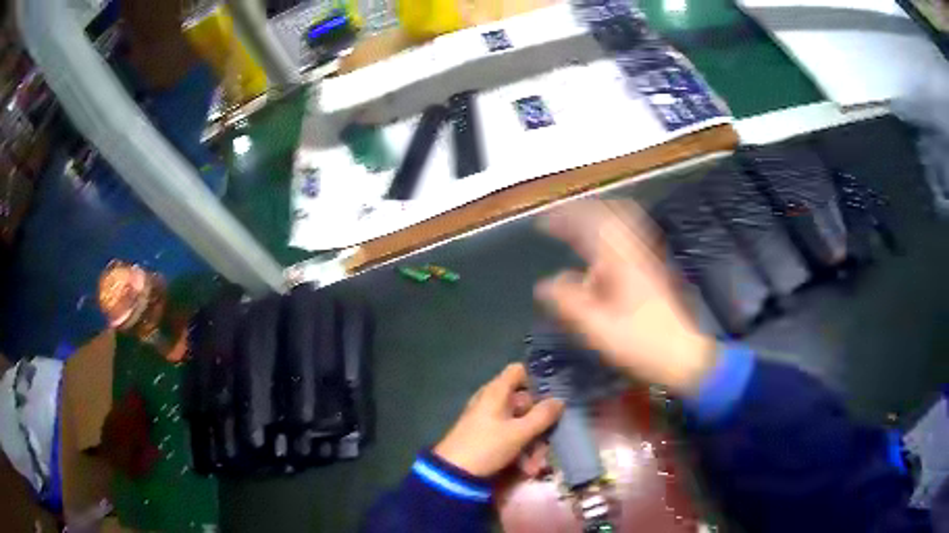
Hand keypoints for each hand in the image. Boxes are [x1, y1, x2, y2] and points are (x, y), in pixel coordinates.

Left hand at [434, 364, 564, 476]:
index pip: (519, 371)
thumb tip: (560, 400)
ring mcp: (487, 419)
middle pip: (523, 401)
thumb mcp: (519, 433)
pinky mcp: (485, 436)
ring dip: (531, 442)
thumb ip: (542, 416)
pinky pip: (509, 436)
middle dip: (539, 422)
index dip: (537, 379)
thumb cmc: (486, 446)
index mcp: (496, 392)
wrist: (453, 473)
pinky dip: (519, 448)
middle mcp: (491, 401)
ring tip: (535, 464)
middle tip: (549, 440)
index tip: (554, 394)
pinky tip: (525, 468)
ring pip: (519, 422)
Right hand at [534, 200, 715, 395]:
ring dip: (596, 220)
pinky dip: (611, 234)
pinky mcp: (653, 270)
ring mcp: (647, 259)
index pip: (590, 224)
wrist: (683, 355)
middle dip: (581, 212)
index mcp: (621, 262)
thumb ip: (570, 303)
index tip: (543, 223)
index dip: (564, 218)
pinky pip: (629, 238)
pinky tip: (602, 252)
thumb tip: (543, 285)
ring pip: (622, 223)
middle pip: (609, 214)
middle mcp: (635, 252)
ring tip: (576, 229)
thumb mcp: (598, 328)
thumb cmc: (641, 343)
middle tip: (559, 221)